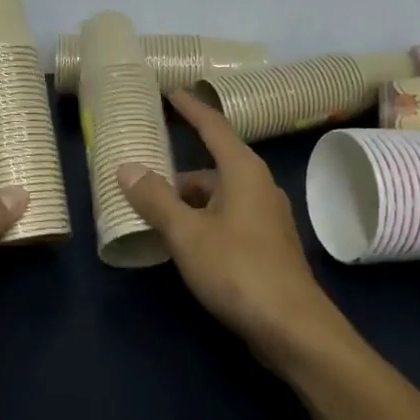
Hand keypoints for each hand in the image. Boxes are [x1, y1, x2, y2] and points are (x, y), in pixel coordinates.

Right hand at [120, 91, 348, 371]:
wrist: (293, 328)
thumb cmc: (238, 269)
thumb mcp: (186, 233)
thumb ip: (155, 199)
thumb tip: (127, 167)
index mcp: (243, 172)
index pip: (213, 127)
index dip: (191, 108)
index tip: (171, 92)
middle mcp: (259, 187)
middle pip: (214, 165)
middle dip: (179, 171)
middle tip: (145, 175)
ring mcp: (267, 218)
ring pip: (220, 196)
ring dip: (189, 201)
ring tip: (156, 214)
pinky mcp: (268, 246)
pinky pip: (228, 218)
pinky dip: (204, 221)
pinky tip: (184, 242)